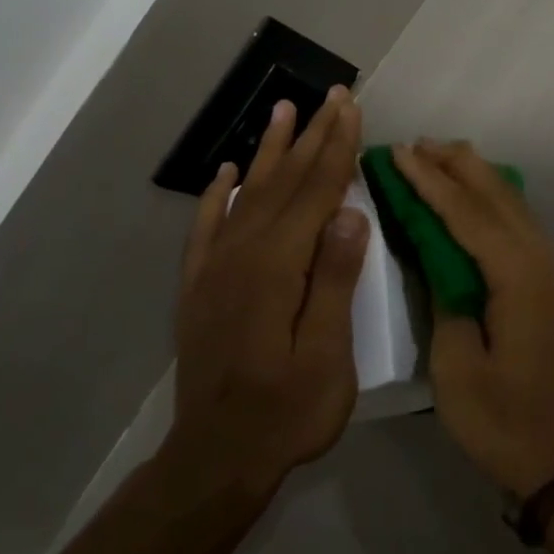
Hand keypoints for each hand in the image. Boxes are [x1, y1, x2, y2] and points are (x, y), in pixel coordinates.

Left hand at [165, 90, 370, 493]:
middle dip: (312, 135)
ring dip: (270, 150)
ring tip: (283, 110)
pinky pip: (208, 228)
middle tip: (331, 94)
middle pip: (284, 183)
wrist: (215, 459)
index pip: (315, 192)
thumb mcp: (326, 356)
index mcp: (276, 268)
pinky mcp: (200, 288)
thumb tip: (349, 214)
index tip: (352, 108)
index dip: (337, 148)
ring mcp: (215, 270)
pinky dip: (218, 195)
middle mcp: (241, 255)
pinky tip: (227, 172)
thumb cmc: (286, 413)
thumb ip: (333, 281)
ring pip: (248, 194)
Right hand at [390, 141, 553, 497]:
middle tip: (417, 144)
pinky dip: (492, 202)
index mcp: (518, 274)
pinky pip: (519, 225)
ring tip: (440, 157)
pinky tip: (474, 199)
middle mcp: (542, 259)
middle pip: (496, 195)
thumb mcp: (457, 367)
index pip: (466, 212)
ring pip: (512, 205)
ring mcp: (552, 270)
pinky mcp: (551, 284)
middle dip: (456, 165)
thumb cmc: (504, 420)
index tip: (398, 153)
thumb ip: (445, 301)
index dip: (429, 181)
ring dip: (476, 179)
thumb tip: (437, 259)